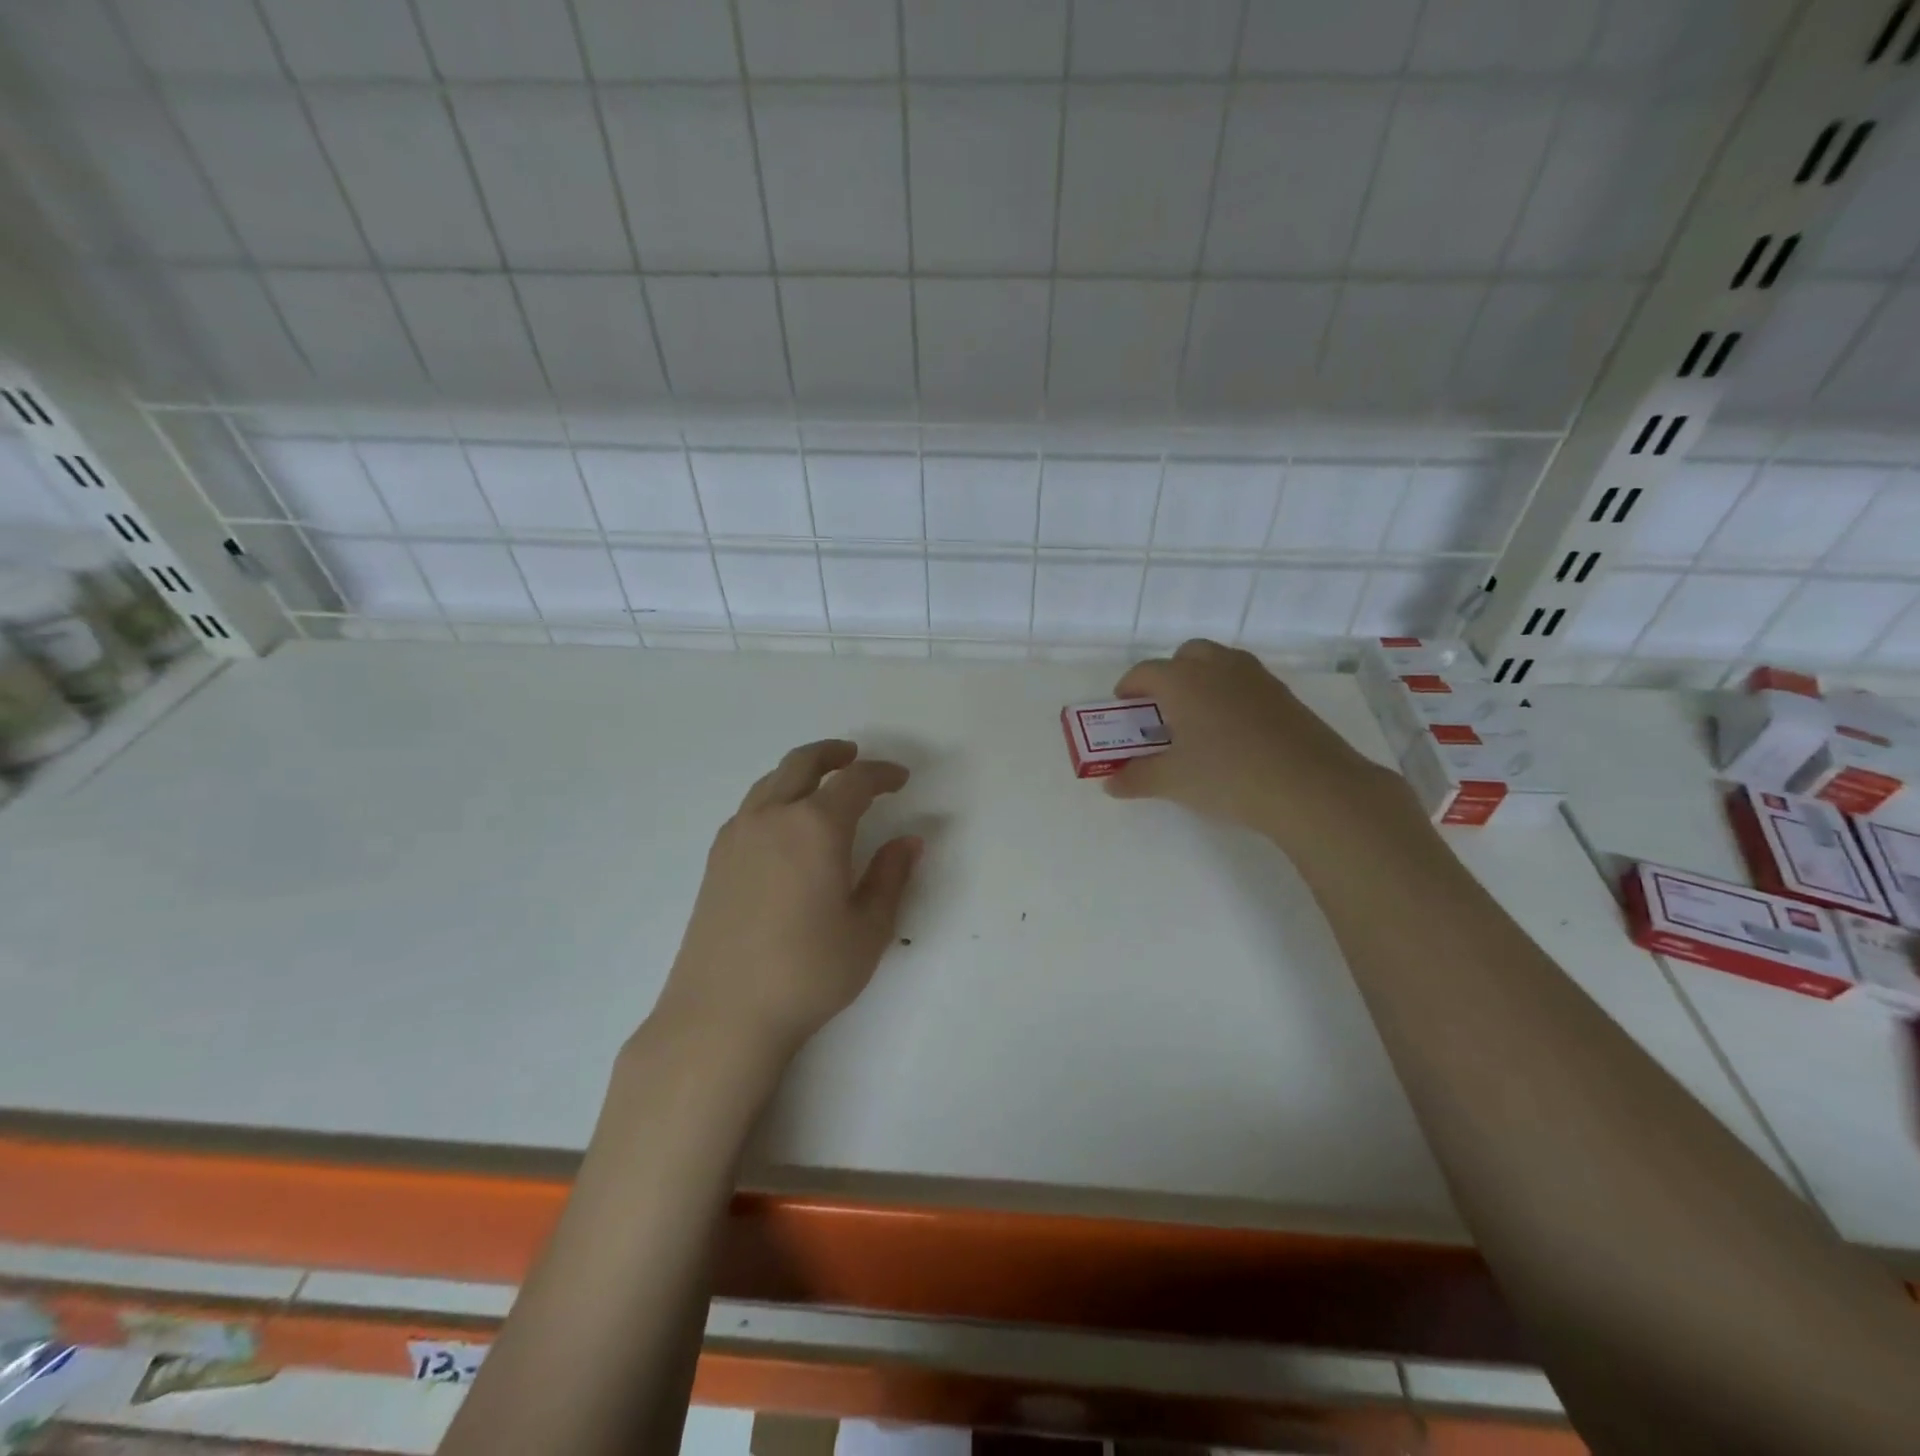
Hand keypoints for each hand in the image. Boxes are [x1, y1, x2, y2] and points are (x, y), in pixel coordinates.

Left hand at [653, 740, 920, 1062]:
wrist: (722, 1013)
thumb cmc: (807, 972)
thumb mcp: (867, 929)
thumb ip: (891, 877)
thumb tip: (909, 841)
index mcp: (816, 826)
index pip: (855, 782)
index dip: (882, 774)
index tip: (900, 779)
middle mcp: (773, 817)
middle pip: (803, 763)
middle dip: (834, 754)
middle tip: (855, 757)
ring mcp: (737, 835)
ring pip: (771, 781)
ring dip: (800, 772)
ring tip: (821, 783)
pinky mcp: (716, 859)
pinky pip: (751, 807)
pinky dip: (774, 796)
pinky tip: (784, 824)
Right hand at [1105, 639, 1406, 842]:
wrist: (1310, 787)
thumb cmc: (1227, 776)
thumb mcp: (1172, 782)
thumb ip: (1137, 778)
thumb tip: (1112, 783)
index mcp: (1183, 680)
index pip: (1145, 672)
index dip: (1129, 687)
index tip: (1124, 707)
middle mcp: (1218, 667)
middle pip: (1187, 654)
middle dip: (1170, 674)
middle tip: (1164, 709)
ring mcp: (1256, 678)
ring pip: (1221, 663)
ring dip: (1204, 680)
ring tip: (1199, 719)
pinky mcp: (1285, 695)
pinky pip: (1247, 684)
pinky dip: (1232, 696)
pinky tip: (1235, 733)